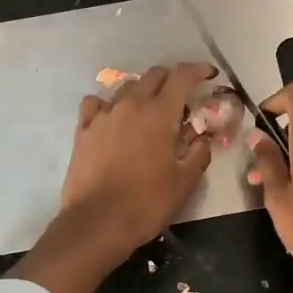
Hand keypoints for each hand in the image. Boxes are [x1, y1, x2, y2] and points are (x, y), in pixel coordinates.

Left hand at [59, 62, 215, 258]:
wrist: (98, 222)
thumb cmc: (147, 203)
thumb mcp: (185, 181)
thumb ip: (199, 153)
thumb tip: (203, 139)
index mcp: (160, 113)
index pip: (182, 76)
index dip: (198, 70)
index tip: (209, 75)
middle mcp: (131, 104)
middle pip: (154, 75)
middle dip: (172, 79)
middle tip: (182, 97)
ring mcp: (103, 115)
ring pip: (126, 87)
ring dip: (143, 92)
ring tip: (149, 110)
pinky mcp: (83, 129)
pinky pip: (96, 104)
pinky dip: (109, 105)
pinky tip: (113, 119)